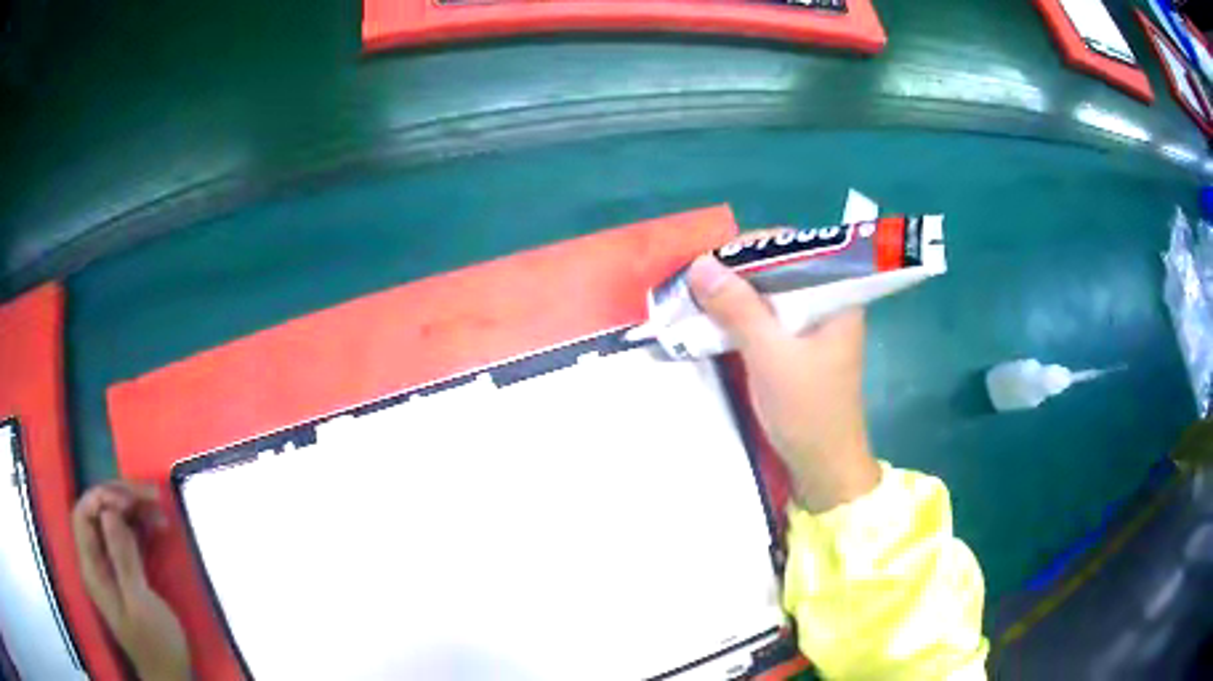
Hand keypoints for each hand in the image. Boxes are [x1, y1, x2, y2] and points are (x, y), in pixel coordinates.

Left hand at [72, 482, 190, 680]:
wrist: (170, 676)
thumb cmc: (155, 644)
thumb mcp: (140, 603)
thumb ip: (122, 558)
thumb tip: (109, 511)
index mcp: (92, 568)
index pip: (83, 514)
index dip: (101, 498)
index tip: (129, 500)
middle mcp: (96, 561)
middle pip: (97, 513)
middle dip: (120, 498)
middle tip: (149, 496)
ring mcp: (110, 566)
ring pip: (112, 522)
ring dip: (133, 510)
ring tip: (158, 508)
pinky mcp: (125, 572)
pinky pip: (126, 537)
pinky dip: (139, 526)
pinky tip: (157, 525)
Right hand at [688, 255, 880, 512]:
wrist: (823, 468)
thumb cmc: (807, 410)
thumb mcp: (770, 355)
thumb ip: (738, 308)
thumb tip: (700, 264)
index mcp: (837, 296)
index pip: (795, 249)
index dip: (753, 248)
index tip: (713, 260)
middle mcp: (828, 304)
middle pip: (781, 271)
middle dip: (738, 272)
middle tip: (698, 280)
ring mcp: (813, 328)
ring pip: (770, 296)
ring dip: (736, 297)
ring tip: (698, 298)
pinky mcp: (798, 349)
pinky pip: (767, 321)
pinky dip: (741, 319)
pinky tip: (714, 322)